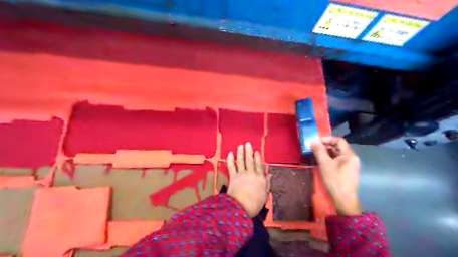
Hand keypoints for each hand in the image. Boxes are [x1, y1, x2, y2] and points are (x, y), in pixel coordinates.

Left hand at [226, 143, 269, 216]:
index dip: (258, 157)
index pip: (259, 165)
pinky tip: (230, 153)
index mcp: (260, 178)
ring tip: (241, 145)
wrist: (241, 207)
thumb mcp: (265, 194)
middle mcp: (251, 173)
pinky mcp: (233, 176)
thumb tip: (269, 173)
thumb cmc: (255, 204)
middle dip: (249, 151)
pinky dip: (230, 159)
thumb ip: (267, 183)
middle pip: (250, 160)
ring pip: (241, 160)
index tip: (256, 151)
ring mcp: (241, 173)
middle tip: (248, 143)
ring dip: (241, 152)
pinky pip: (231, 165)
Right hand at [312, 136, 361, 214]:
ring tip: (315, 153)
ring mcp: (349, 164)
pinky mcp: (346, 170)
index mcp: (349, 154)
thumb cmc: (335, 180)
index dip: (327, 139)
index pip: (339, 140)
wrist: (343, 199)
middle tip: (313, 147)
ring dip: (326, 152)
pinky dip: (329, 158)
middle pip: (338, 146)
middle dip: (325, 145)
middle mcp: (351, 157)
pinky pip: (337, 159)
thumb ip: (319, 151)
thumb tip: (313, 140)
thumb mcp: (325, 164)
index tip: (316, 141)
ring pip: (336, 153)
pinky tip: (320, 160)